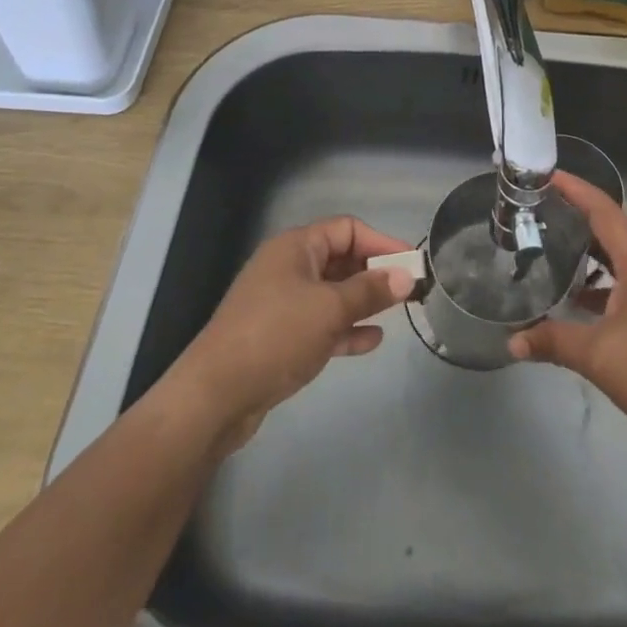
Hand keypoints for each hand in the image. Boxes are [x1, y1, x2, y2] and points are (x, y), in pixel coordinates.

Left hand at [168, 216, 416, 453]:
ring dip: (362, 302)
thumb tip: (406, 276)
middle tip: (408, 291)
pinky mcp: (278, 337)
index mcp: (295, 247)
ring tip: (396, 314)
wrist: (214, 396)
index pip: (347, 229)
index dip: (381, 242)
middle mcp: (288, 267)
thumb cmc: (276, 335)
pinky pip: (320, 324)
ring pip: (331, 294)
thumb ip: (370, 290)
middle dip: (374, 273)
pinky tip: (371, 341)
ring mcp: (281, 303)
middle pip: (339, 260)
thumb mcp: (329, 309)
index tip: (411, 262)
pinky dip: (344, 329)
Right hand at [510, 173, 626, 472]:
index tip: (545, 175)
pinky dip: (600, 289)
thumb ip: (554, 342)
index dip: (575, 189)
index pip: (603, 210)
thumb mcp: (600, 356)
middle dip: (575, 220)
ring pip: (618, 264)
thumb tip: (512, 341)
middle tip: (537, 215)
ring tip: (548, 255)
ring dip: (587, 257)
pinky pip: (626, 289)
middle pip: (610, 232)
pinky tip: (577, 308)